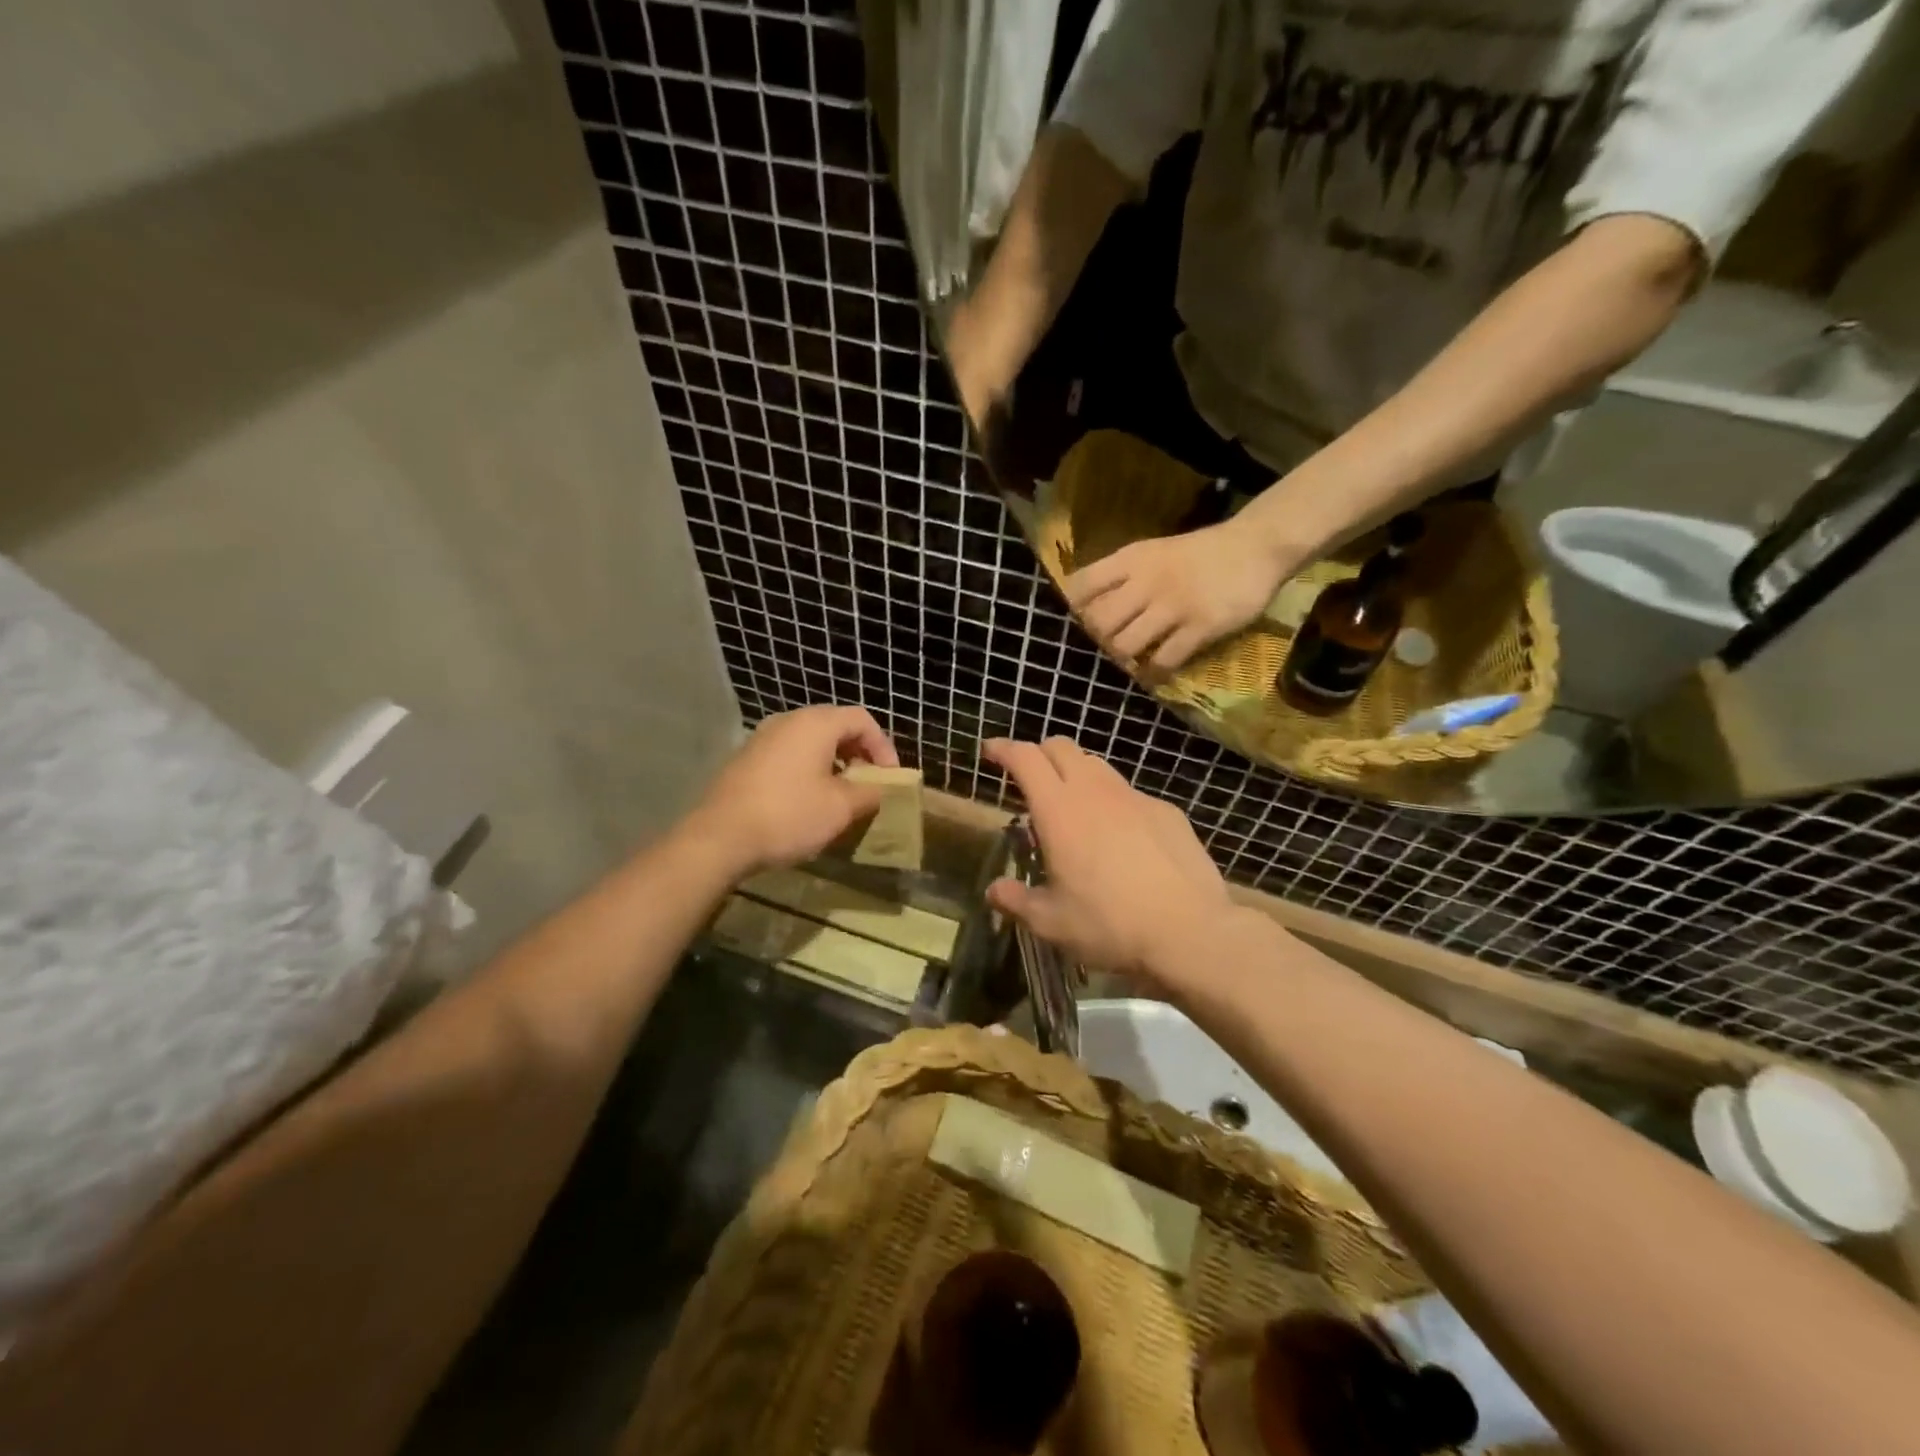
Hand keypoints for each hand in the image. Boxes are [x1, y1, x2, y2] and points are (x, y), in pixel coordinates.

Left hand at [686, 706, 899, 876]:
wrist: (719, 837)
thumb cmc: (789, 815)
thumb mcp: (840, 808)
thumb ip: (869, 793)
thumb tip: (877, 789)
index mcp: (815, 724)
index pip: (861, 719)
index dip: (883, 746)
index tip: (889, 777)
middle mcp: (788, 721)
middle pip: (835, 726)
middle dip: (858, 753)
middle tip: (869, 782)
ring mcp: (762, 738)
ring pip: (810, 741)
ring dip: (833, 762)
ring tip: (842, 793)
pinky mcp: (746, 759)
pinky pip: (788, 754)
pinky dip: (808, 769)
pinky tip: (808, 800)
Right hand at [982, 737, 1233, 987]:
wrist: (1190, 932)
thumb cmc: (1109, 925)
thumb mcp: (1051, 923)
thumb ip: (1017, 901)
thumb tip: (994, 891)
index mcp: (1058, 810)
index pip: (1025, 758)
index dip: (1004, 748)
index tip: (991, 751)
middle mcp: (1095, 791)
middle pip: (1061, 747)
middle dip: (1039, 754)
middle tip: (1030, 779)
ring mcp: (1135, 798)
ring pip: (1097, 766)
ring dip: (1076, 774)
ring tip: (1074, 807)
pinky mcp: (1167, 811)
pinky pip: (1131, 794)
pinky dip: (1114, 803)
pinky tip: (1121, 837)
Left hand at [1066, 518, 1289, 673]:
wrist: (1256, 546)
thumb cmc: (1199, 553)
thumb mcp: (1153, 553)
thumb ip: (1122, 576)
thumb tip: (1088, 607)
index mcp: (1131, 560)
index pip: (1082, 585)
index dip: (1075, 609)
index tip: (1082, 622)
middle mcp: (1146, 582)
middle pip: (1098, 623)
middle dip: (1099, 640)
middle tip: (1111, 645)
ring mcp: (1174, 606)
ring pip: (1125, 645)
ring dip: (1125, 659)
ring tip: (1134, 659)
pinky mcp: (1200, 627)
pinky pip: (1164, 660)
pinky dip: (1155, 672)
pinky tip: (1158, 671)